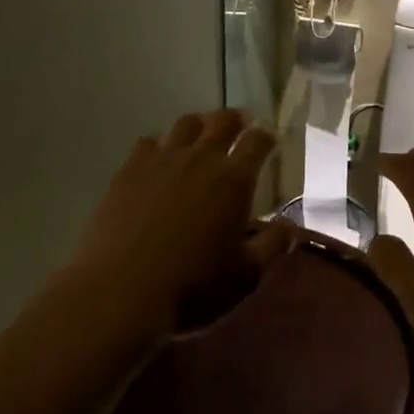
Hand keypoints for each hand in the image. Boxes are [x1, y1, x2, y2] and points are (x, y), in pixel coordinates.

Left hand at [69, 109, 295, 340]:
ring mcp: (162, 159)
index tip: (269, 143)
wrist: (120, 293)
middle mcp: (201, 158)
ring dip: (199, 127)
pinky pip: (149, 141)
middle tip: (239, 129)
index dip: (266, 137)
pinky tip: (158, 161)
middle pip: (223, 120)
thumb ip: (273, 247)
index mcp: (234, 179)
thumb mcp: (244, 277)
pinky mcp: (130, 169)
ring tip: (200, 140)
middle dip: (236, 120)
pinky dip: (160, 145)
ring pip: (186, 123)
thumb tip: (294, 227)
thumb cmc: (191, 288)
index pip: (258, 141)